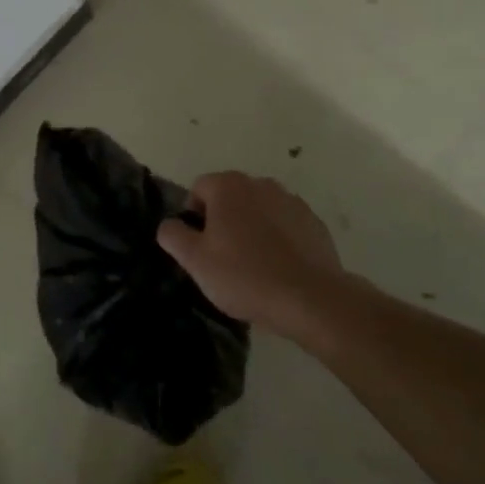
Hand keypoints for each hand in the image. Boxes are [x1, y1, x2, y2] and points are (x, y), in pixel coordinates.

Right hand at [157, 172, 350, 336]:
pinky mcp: (314, 222)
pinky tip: (278, 268)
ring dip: (251, 227)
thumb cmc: (244, 276)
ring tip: (253, 264)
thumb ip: (173, 235)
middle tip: (222, 257)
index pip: (198, 189)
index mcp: (228, 186)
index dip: (193, 216)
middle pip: (230, 196)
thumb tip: (170, 224)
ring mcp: (291, 201)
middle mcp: (260, 184)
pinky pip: (285, 225)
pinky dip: (278, 239)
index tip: (199, 246)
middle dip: (223, 220)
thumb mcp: (194, 260)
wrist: (310, 299)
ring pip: (259, 209)